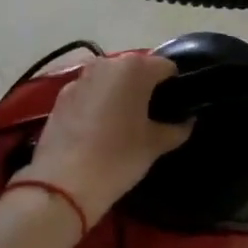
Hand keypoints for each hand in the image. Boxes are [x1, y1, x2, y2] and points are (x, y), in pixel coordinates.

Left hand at [23, 54, 191, 223]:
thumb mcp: (155, 145)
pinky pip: (89, 93)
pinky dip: (97, 104)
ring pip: (110, 80)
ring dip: (120, 94)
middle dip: (145, 89)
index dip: (174, 87)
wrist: (63, 183)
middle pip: (136, 70)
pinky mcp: (61, 96)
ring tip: (124, 125)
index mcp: (135, 68)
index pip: (166, 67)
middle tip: (151, 118)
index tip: (174, 109)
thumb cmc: (118, 158)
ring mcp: (80, 78)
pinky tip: (98, 131)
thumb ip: (177, 128)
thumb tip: (187, 121)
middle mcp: (107, 64)